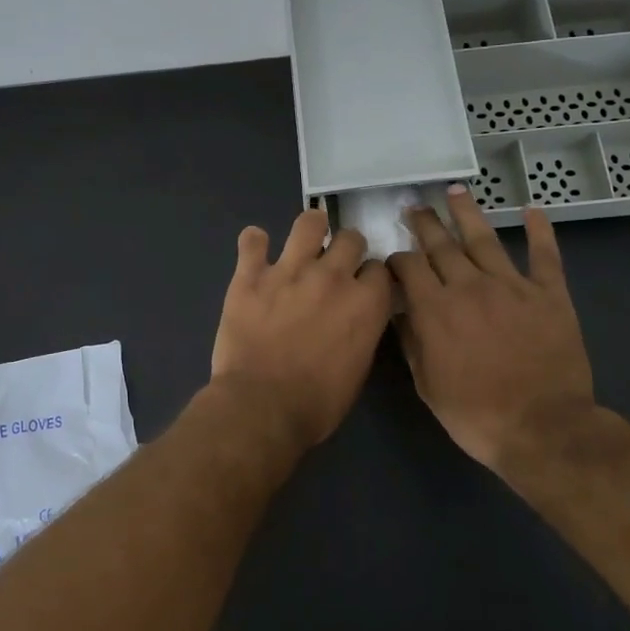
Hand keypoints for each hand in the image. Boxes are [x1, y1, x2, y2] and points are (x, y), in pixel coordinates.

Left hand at [210, 209, 393, 450]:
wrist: (262, 406)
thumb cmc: (317, 402)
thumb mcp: (357, 369)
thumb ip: (361, 331)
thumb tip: (355, 318)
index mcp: (365, 303)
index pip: (379, 268)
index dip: (371, 276)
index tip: (362, 284)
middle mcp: (332, 277)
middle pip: (350, 239)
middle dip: (347, 249)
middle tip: (334, 265)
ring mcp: (289, 271)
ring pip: (308, 224)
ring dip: (310, 228)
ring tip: (305, 238)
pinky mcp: (250, 276)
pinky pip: (252, 241)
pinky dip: (254, 242)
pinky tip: (255, 249)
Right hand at [387, 185, 601, 474]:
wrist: (542, 427)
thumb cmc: (475, 413)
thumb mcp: (427, 384)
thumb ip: (412, 341)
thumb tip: (399, 312)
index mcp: (434, 308)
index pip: (408, 266)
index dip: (396, 258)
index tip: (392, 257)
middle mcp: (469, 286)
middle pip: (441, 244)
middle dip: (424, 223)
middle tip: (414, 207)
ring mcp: (512, 286)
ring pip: (484, 238)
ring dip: (467, 212)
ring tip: (455, 191)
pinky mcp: (549, 294)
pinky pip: (545, 255)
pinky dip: (540, 231)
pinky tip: (532, 211)